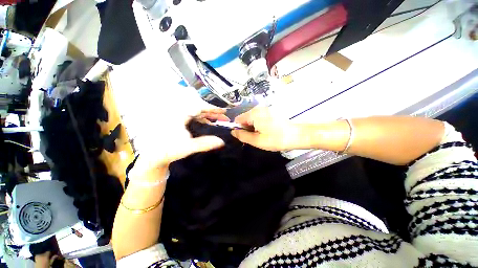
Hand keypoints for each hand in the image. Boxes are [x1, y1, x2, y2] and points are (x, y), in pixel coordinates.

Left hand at [133, 107, 228, 172]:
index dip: (213, 109)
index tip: (224, 111)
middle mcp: (179, 113)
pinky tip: (208, 122)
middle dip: (213, 113)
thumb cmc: (168, 150)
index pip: (199, 107)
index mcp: (179, 115)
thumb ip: (205, 144)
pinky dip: (203, 118)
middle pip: (199, 109)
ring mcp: (179, 116)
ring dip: (209, 116)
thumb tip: (221, 142)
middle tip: (224, 118)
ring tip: (219, 120)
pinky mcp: (179, 120)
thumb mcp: (187, 147)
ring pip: (197, 112)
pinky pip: (194, 116)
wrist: (154, 155)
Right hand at [231, 106, 301, 150]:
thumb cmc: (276, 139)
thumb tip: (233, 132)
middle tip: (256, 138)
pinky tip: (267, 132)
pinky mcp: (270, 113)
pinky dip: (259, 126)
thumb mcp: (257, 140)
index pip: (238, 120)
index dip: (239, 129)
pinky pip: (259, 119)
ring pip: (252, 120)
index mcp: (253, 114)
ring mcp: (265, 110)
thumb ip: (242, 136)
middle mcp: (258, 109)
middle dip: (247, 129)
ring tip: (262, 136)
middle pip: (245, 119)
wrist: (298, 135)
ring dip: (253, 128)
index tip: (246, 137)